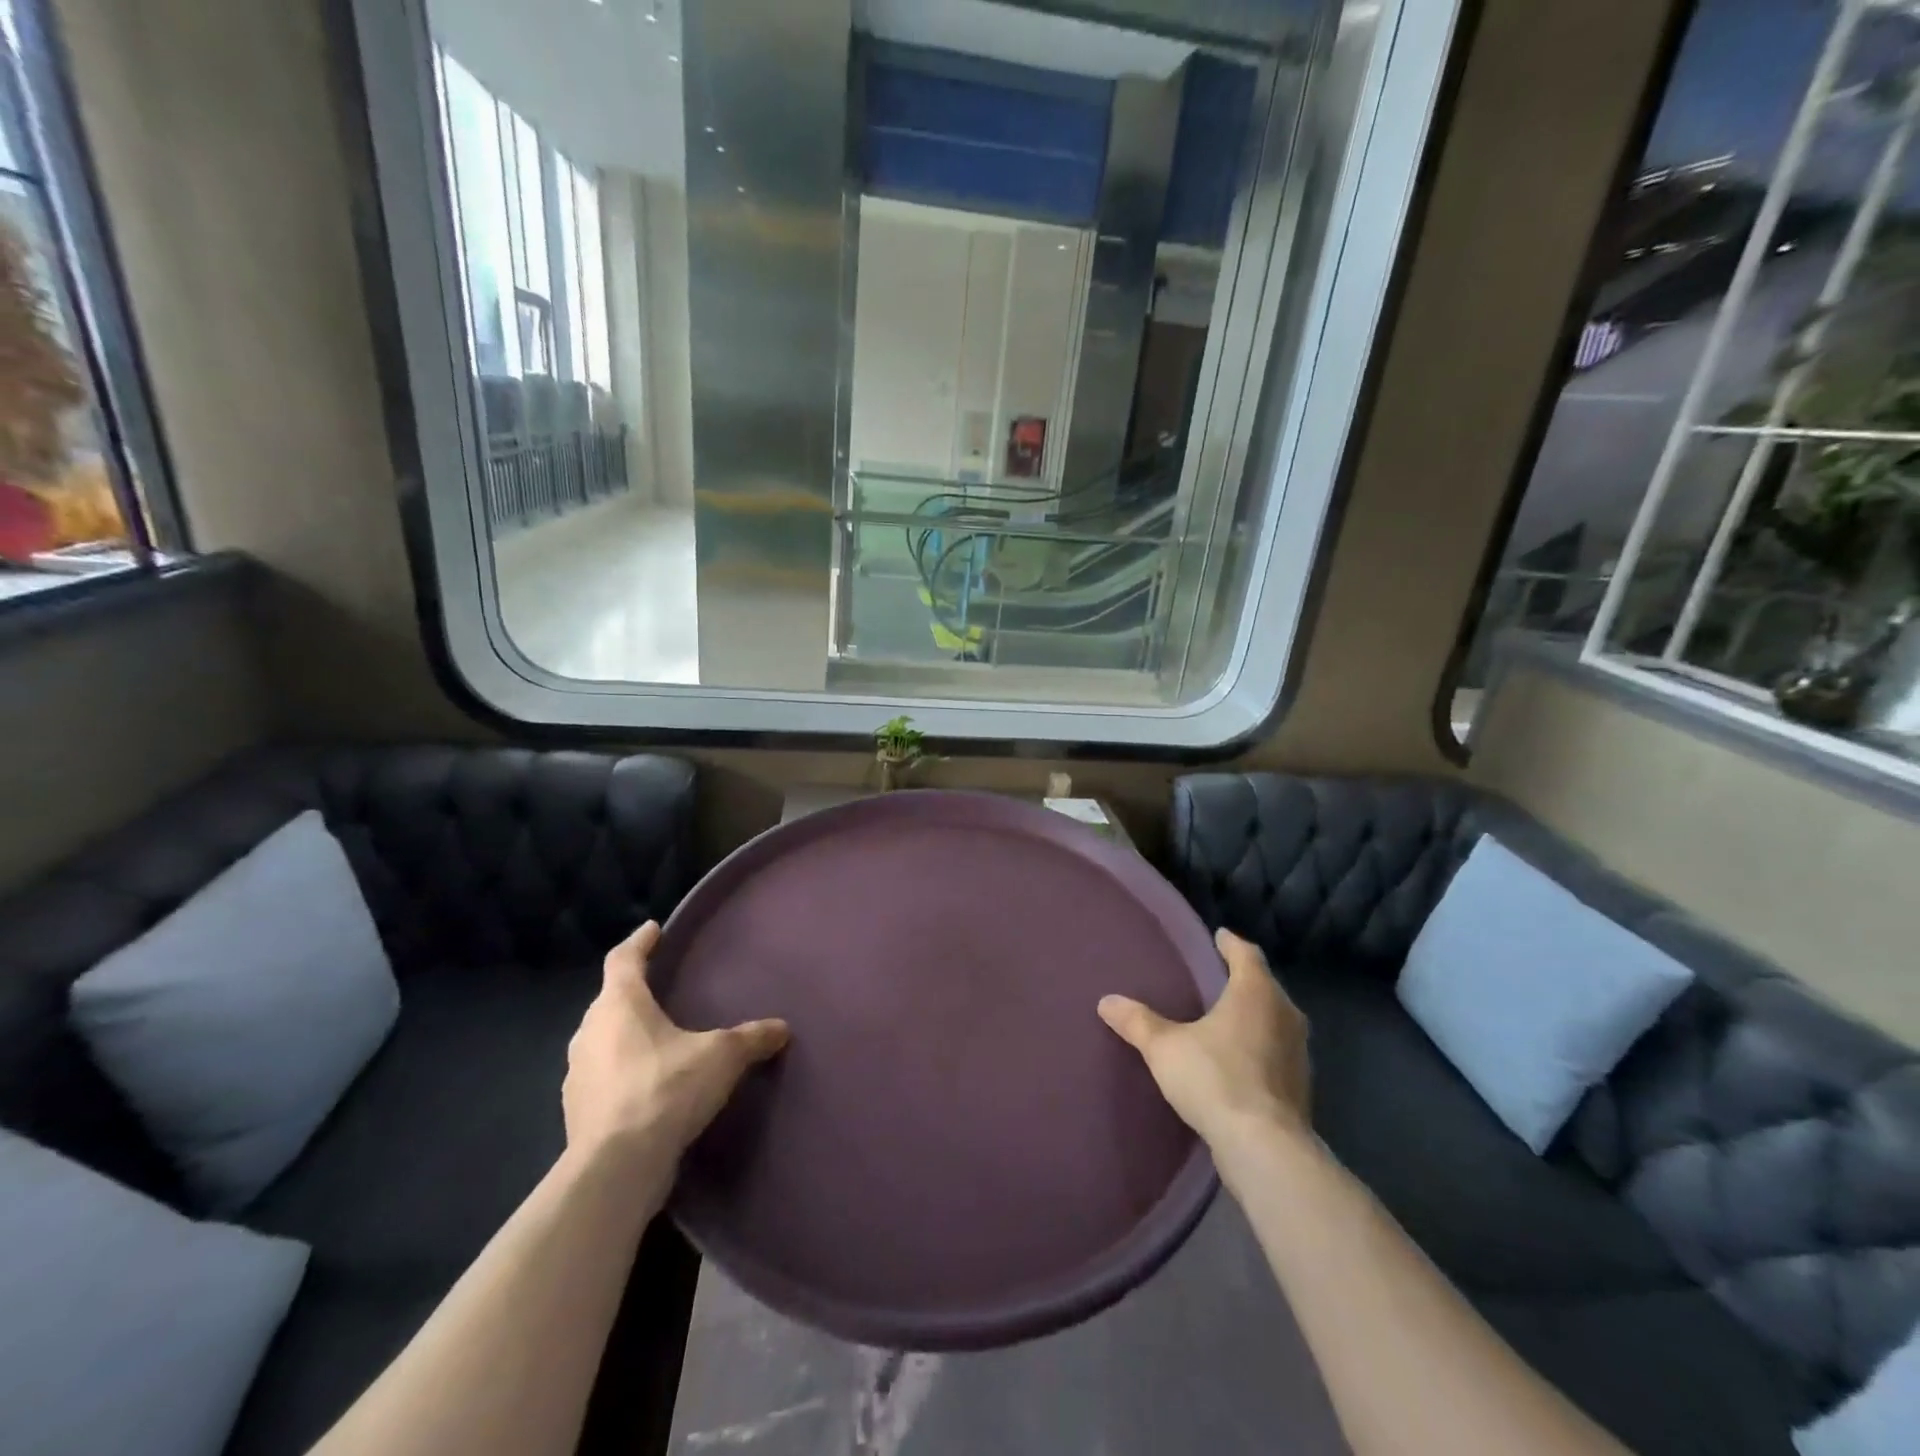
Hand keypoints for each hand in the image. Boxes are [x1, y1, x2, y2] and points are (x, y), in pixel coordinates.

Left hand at [564, 922, 788, 1164]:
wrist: (616, 1168)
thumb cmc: (666, 1089)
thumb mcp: (721, 1057)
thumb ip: (751, 1038)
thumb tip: (782, 1028)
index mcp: (619, 1004)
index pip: (623, 959)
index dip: (640, 942)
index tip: (652, 929)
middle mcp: (590, 1032)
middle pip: (609, 1001)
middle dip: (632, 993)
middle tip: (660, 990)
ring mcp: (577, 1074)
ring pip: (601, 1041)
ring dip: (623, 1036)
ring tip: (655, 1041)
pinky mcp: (576, 1112)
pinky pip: (600, 1078)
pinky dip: (620, 1074)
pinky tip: (645, 1088)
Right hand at [1098, 928, 1310, 1150]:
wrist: (1265, 1148)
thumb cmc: (1215, 1079)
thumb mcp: (1164, 1048)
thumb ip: (1137, 1022)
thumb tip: (1106, 1001)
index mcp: (1256, 993)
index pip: (1246, 954)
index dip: (1230, 944)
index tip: (1219, 936)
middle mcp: (1285, 1014)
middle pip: (1264, 986)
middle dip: (1243, 980)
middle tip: (1217, 977)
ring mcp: (1298, 1053)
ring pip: (1275, 1020)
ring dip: (1255, 1016)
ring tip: (1226, 1017)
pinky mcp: (1300, 1086)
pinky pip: (1277, 1051)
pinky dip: (1260, 1047)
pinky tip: (1239, 1059)